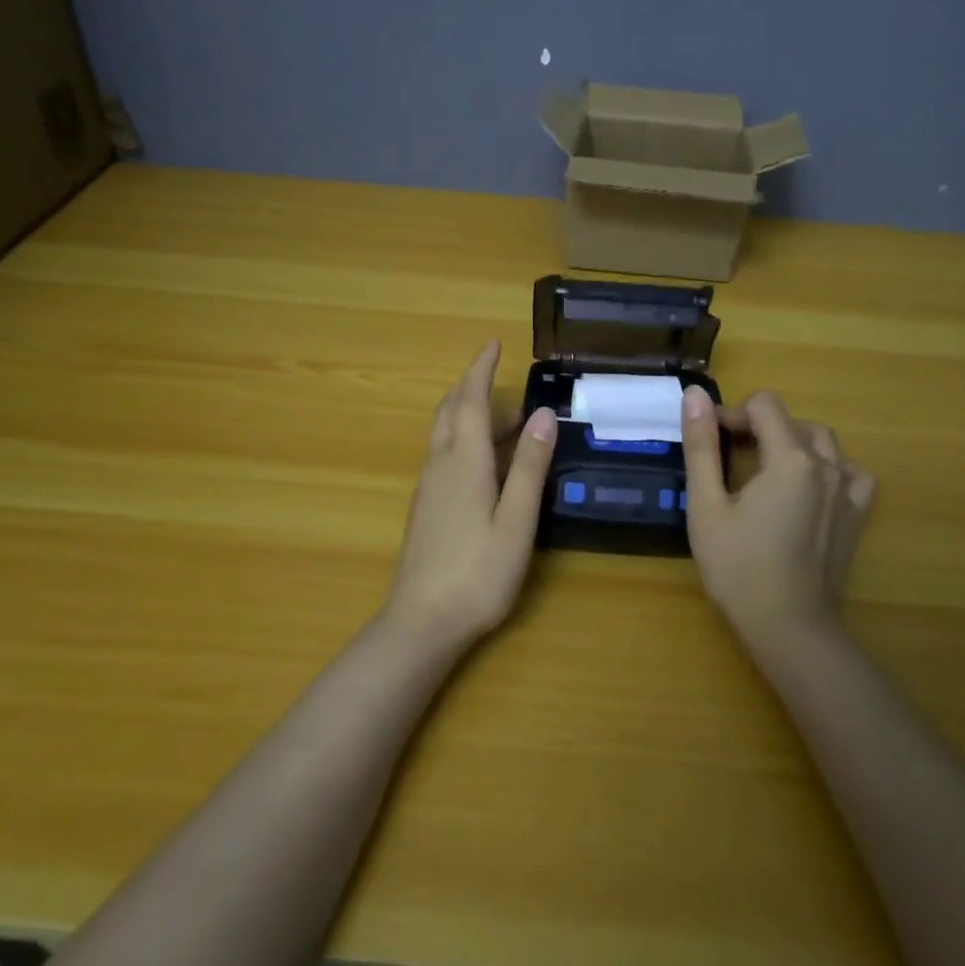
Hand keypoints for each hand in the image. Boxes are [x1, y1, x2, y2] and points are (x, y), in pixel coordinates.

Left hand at [384, 340, 557, 650]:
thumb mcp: (516, 519)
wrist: (421, 622)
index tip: (492, 343)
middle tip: (498, 374)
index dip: (480, 369)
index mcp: (463, 460)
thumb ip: (529, 465)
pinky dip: (463, 437)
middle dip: (470, 385)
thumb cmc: (477, 572)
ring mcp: (428, 486)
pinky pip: (443, 453)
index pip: (469, 399)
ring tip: (507, 417)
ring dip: (468, 412)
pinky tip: (485, 459)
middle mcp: (440, 464)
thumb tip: (544, 413)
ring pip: (444, 433)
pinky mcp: (426, 506)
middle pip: (450, 410)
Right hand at [680, 386, 875, 644]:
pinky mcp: (857, 516)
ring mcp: (848, 491)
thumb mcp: (706, 505)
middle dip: (757, 427)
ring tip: (763, 470)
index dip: (732, 414)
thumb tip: (695, 394)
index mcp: (790, 458)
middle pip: (791, 420)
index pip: (763, 405)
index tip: (709, 441)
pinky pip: (850, 472)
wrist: (789, 628)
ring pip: (822, 441)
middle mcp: (827, 465)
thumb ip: (701, 446)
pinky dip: (828, 467)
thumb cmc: (738, 567)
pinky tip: (808, 487)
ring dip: (791, 442)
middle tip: (727, 458)